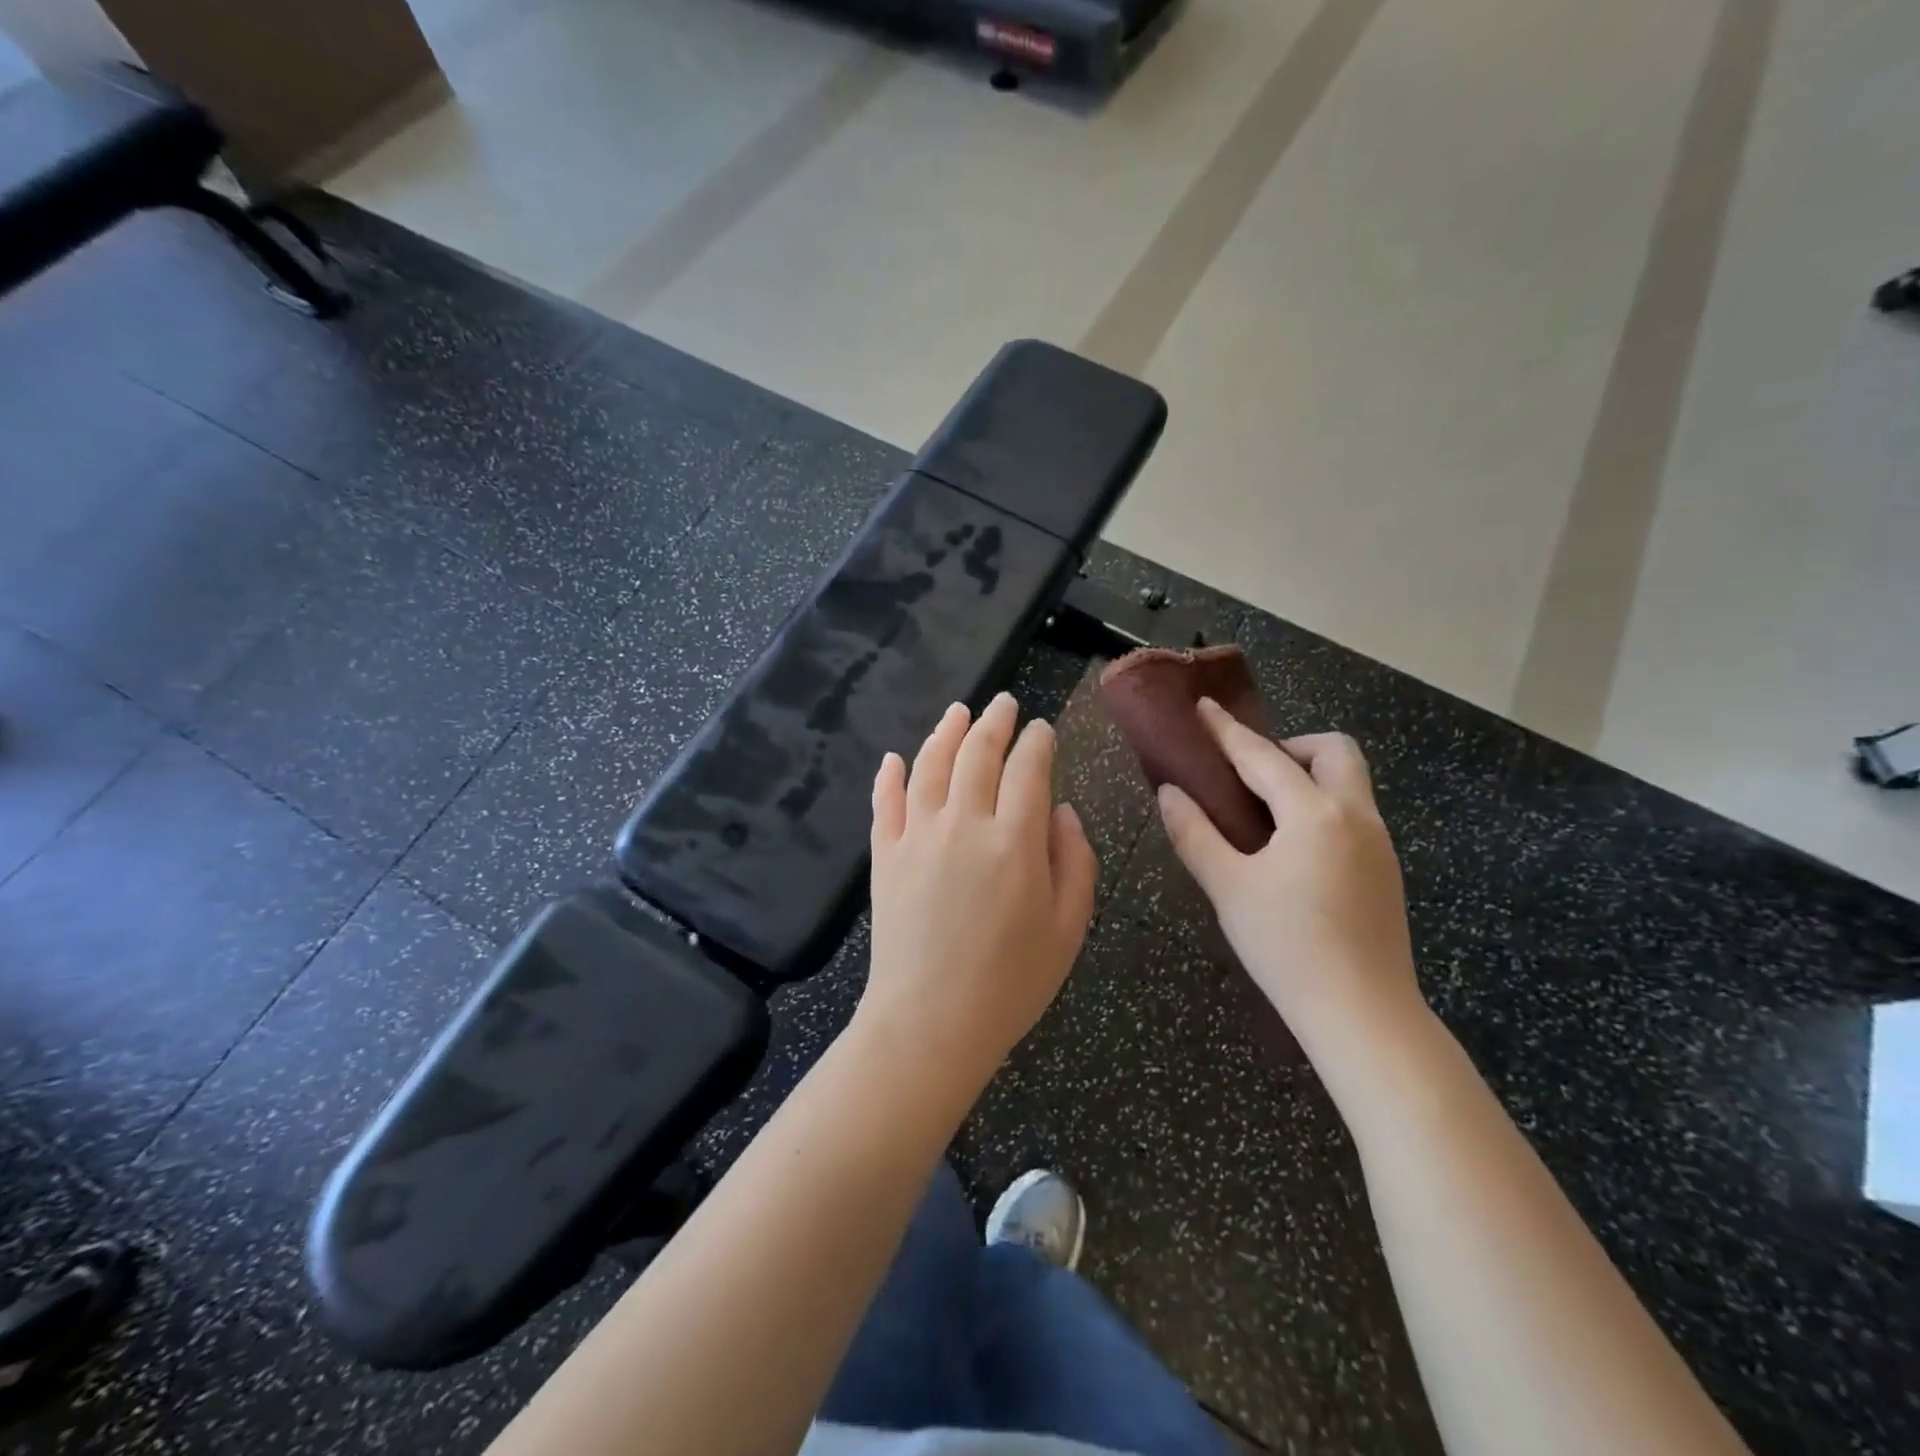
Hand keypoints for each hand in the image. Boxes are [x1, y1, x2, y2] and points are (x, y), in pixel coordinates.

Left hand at [859, 693, 1097, 1093]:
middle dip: (995, 722)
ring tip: (958, 711)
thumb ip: (1074, 860)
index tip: (1044, 729)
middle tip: (1004, 703)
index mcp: (1015, 840)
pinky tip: (895, 758)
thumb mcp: (1068, 928)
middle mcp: (964, 823)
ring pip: (931, 765)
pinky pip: (885, 802)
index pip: (1029, 768)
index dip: (1038, 741)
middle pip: (978, 754)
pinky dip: (890, 775)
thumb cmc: (1011, 982)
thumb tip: (1060, 810)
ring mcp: (917, 836)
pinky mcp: (884, 855)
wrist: (930, 1022)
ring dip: (946, 732)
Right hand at [1156, 700, 1424, 1062]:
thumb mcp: (1228, 887)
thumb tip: (1170, 792)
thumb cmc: (1286, 945)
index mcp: (1314, 813)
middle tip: (1250, 776)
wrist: (1362, 1013)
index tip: (1203, 707)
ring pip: (1349, 782)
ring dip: (1308, 776)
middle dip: (1290, 746)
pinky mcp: (1386, 870)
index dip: (1227, 731)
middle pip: (1333, 750)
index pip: (1262, 756)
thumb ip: (1194, 833)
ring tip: (1264, 813)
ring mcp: (1379, 843)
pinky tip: (1292, 849)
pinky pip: (1354, 813)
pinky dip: (1321, 807)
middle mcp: (1356, 815)